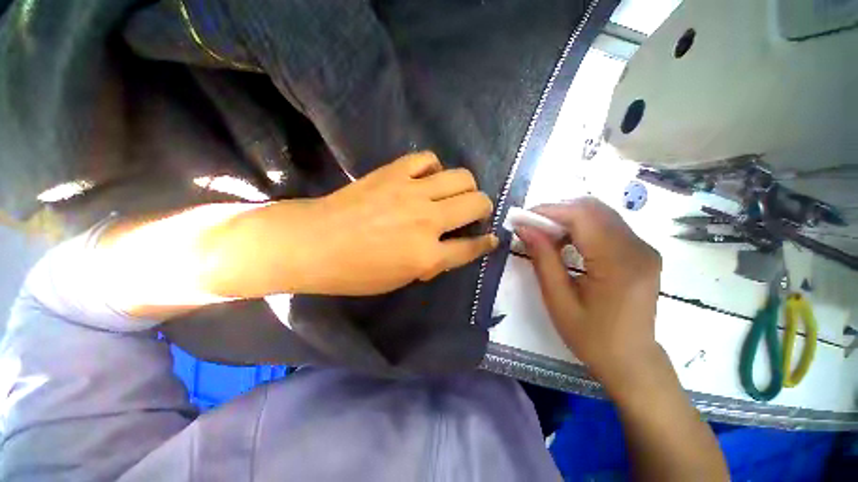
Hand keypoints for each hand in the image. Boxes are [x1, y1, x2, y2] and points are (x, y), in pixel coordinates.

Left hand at [219, 151, 497, 295]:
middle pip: (477, 203)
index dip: (486, 244)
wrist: (314, 243)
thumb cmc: (355, 271)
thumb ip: (431, 263)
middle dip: (484, 209)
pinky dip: (434, 169)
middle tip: (473, 214)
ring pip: (461, 177)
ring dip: (466, 187)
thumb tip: (448, 248)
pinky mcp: (394, 172)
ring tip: (454, 194)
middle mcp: (428, 221)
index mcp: (427, 255)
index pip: (471, 247)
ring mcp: (412, 192)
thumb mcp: (400, 279)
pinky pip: (427, 159)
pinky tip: (427, 179)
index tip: (492, 239)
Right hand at [516, 198, 662, 395]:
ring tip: (543, 233)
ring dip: (567, 217)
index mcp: (619, 264)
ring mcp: (643, 248)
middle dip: (556, 211)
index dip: (548, 211)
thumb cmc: (591, 337)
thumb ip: (543, 259)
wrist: (631, 361)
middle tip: (530, 225)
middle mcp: (638, 248)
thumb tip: (524, 228)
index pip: (582, 217)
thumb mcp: (558, 300)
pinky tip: (565, 240)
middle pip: (593, 209)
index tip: (521, 217)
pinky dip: (581, 226)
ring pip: (600, 213)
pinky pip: (607, 225)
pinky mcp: (641, 251)